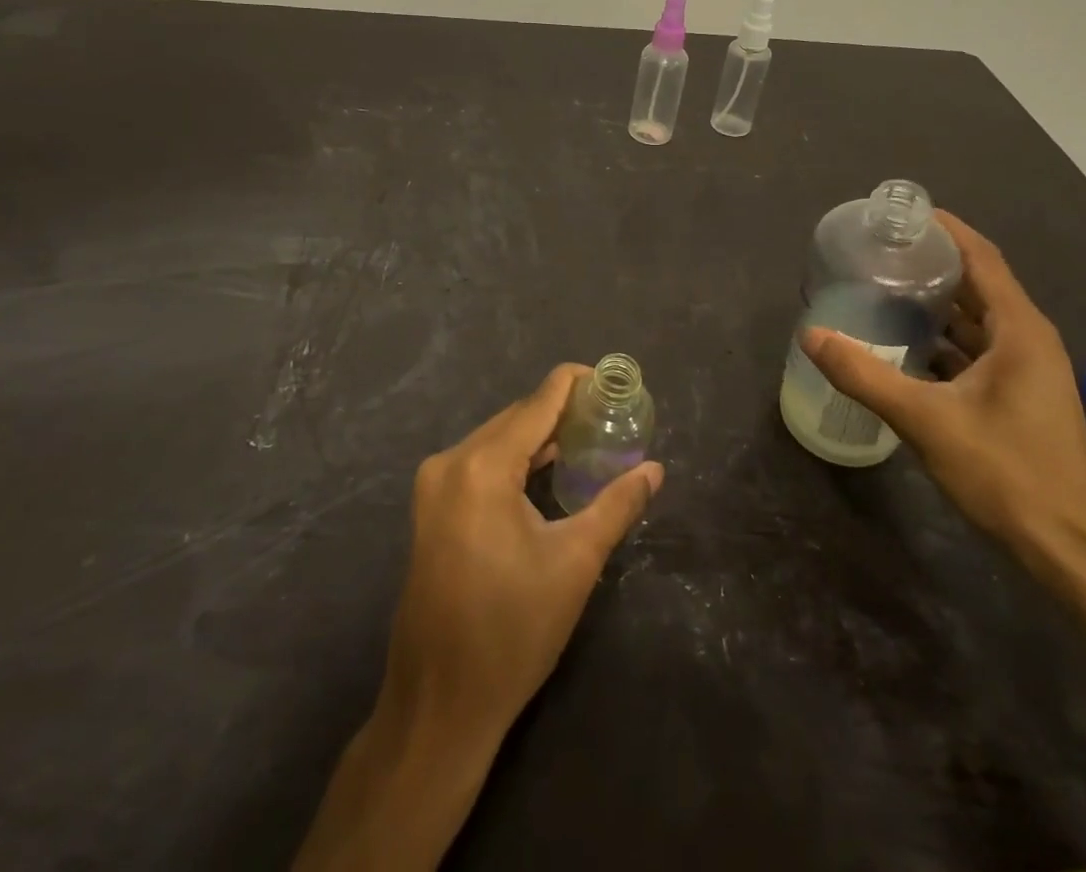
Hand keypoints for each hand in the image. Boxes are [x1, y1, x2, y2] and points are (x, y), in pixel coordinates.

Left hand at [380, 362, 663, 744]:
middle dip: (562, 412)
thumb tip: (655, 469)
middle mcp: (451, 462)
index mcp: (482, 466)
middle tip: (609, 417)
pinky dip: (515, 459)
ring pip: (497, 439)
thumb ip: (617, 505)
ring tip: (588, 438)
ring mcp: (434, 485)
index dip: (575, 384)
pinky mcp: (430, 509)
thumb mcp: (575, 563)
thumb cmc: (512, 632)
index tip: (611, 381)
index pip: (538, 402)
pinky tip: (547, 470)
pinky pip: (480, 462)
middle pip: (516, 418)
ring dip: (539, 436)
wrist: (439, 705)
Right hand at [801, 211, 1085, 582]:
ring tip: (884, 291)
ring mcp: (1029, 373)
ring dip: (937, 305)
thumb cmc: (1008, 476)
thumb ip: (865, 375)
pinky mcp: (1021, 400)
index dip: (946, 229)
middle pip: (979, 285)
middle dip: (932, 265)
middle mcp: (1029, 341)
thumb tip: (810, 335)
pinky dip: (944, 341)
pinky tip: (906, 348)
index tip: (902, 214)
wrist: (1074, 556)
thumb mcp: (926, 421)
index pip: (982, 258)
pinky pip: (979, 352)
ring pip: (978, 322)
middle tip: (879, 252)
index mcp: (1020, 331)